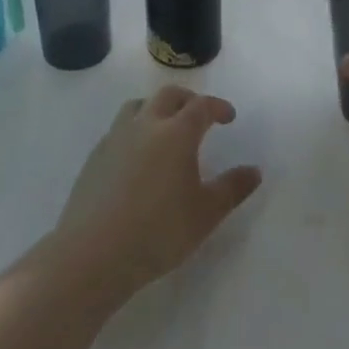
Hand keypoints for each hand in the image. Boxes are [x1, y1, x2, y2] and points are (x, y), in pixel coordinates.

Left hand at [54, 86, 262, 299]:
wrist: (94, 252)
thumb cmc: (159, 232)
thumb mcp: (206, 214)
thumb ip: (232, 188)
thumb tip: (254, 170)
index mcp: (176, 133)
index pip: (201, 106)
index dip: (218, 107)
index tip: (228, 116)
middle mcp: (146, 124)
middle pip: (168, 95)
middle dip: (188, 100)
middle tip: (199, 116)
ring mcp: (116, 137)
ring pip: (138, 105)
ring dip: (156, 108)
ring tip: (165, 128)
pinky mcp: (95, 155)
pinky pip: (119, 128)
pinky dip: (134, 129)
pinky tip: (137, 156)